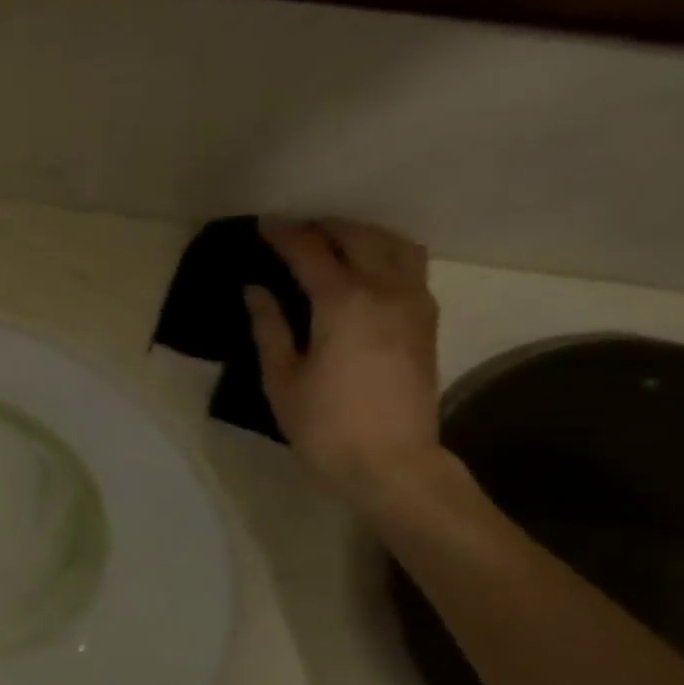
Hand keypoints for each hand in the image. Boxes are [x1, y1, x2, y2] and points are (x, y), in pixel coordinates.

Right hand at [247, 218, 443, 511]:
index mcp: (343, 304)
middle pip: (358, 238)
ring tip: (333, 240)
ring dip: (361, 234)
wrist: (389, 460)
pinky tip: (364, 267)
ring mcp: (414, 303)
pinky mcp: (427, 320)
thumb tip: (256, 290)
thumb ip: (270, 328)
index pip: (311, 253)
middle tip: (294, 230)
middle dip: (324, 227)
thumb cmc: (323, 425)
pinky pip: (409, 266)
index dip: (285, 235)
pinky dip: (385, 253)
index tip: (264, 224)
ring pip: (394, 245)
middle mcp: (386, 291)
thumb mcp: (282, 379)